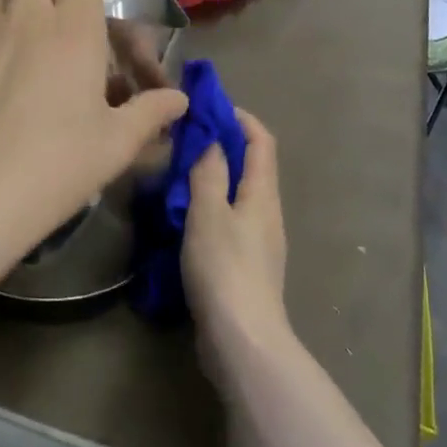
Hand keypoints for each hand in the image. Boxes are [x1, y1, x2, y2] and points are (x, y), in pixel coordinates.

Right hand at [182, 110, 289, 359]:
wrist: (242, 339)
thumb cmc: (224, 268)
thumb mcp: (209, 212)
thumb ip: (209, 172)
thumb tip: (213, 138)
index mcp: (263, 194)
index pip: (262, 141)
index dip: (240, 119)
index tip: (209, 108)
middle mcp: (268, 213)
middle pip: (252, 167)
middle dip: (223, 146)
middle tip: (185, 140)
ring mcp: (259, 242)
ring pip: (239, 196)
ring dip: (214, 178)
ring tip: (178, 175)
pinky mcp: (246, 267)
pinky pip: (230, 222)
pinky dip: (210, 208)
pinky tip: (184, 218)